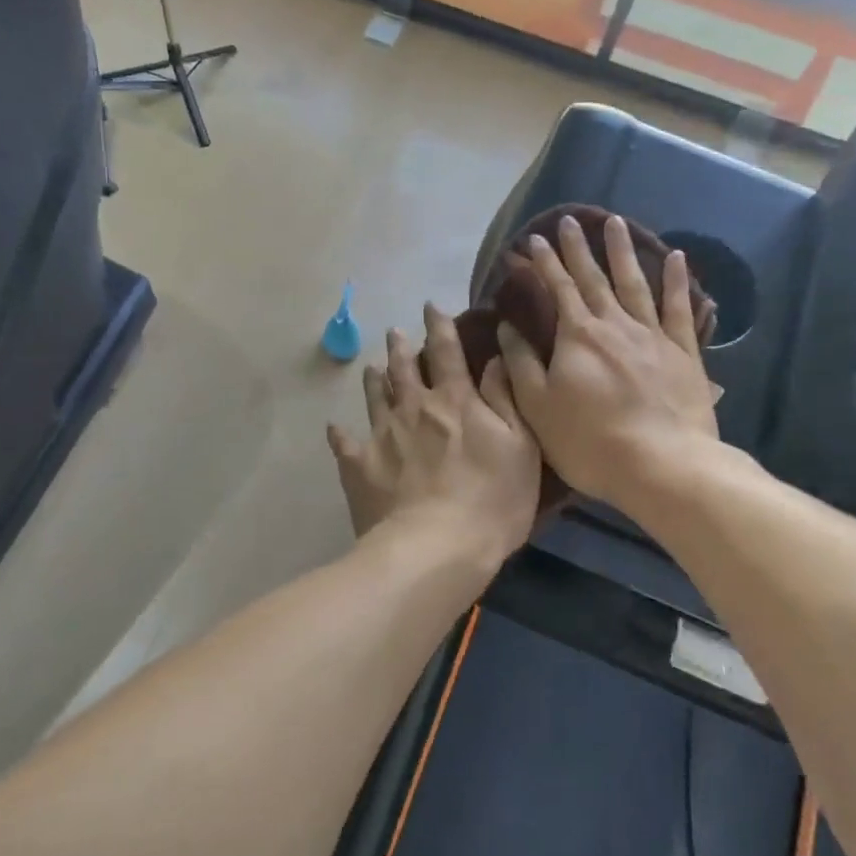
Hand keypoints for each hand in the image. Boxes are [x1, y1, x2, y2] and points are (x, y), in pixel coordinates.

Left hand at [328, 303, 541, 564]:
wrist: (436, 548)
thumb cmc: (492, 499)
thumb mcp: (521, 446)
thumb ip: (506, 397)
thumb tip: (495, 355)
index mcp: (454, 400)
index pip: (447, 352)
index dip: (439, 326)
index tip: (431, 306)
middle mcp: (414, 407)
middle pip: (404, 369)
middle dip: (400, 347)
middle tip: (395, 332)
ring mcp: (383, 435)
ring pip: (375, 397)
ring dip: (374, 379)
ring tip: (370, 367)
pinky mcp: (359, 466)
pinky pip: (344, 444)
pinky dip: (339, 434)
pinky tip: (334, 427)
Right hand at [498, 213, 719, 509]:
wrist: (663, 464)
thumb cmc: (590, 441)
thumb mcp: (538, 407)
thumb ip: (521, 364)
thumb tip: (508, 326)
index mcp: (578, 336)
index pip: (557, 289)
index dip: (544, 263)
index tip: (533, 239)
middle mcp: (615, 324)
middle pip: (594, 278)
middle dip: (578, 248)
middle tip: (569, 221)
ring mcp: (653, 336)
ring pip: (635, 283)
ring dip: (623, 251)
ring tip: (616, 221)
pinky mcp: (684, 353)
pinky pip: (680, 309)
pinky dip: (676, 282)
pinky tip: (676, 258)